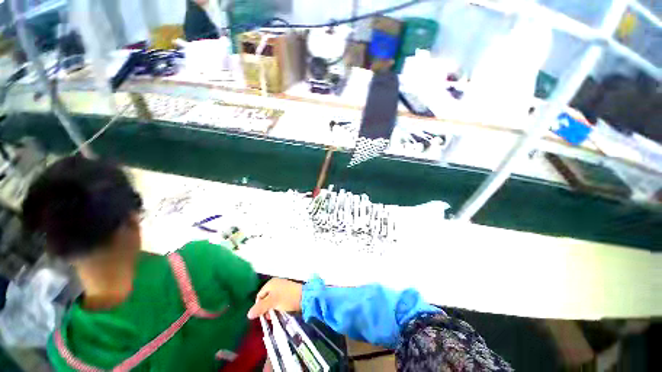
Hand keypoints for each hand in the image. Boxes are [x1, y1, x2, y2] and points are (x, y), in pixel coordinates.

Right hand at [247, 278, 302, 318]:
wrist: (304, 297)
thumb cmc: (287, 298)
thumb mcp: (272, 303)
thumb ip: (260, 308)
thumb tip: (248, 314)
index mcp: (271, 283)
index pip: (259, 296)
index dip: (259, 306)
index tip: (263, 315)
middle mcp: (276, 284)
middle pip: (265, 298)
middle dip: (266, 308)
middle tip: (270, 316)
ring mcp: (282, 288)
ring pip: (272, 301)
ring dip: (272, 309)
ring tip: (276, 315)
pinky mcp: (288, 293)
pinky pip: (279, 301)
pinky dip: (278, 307)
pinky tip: (281, 311)